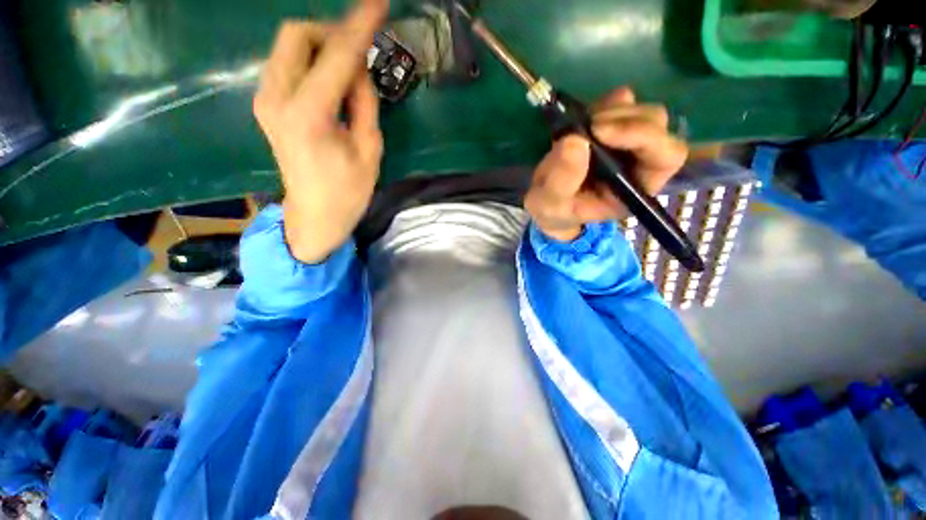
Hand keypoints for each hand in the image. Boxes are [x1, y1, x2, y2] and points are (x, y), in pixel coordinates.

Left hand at [254, 0, 387, 263]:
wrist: (314, 216)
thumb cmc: (348, 192)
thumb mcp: (370, 150)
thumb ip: (364, 103)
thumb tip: (360, 71)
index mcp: (309, 114)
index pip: (337, 55)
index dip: (359, 27)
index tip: (379, 4)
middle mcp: (277, 98)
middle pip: (297, 34)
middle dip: (332, 32)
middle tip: (360, 50)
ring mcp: (266, 100)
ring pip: (289, 47)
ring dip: (321, 47)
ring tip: (349, 70)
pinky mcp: (267, 105)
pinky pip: (287, 65)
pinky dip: (311, 62)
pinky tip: (331, 81)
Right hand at [524, 88, 688, 241]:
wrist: (547, 201)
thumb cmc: (554, 209)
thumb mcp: (550, 204)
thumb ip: (562, 180)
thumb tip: (576, 140)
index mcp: (635, 189)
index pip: (666, 158)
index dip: (642, 136)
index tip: (598, 131)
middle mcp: (641, 164)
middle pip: (658, 126)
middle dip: (623, 120)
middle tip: (586, 127)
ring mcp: (629, 143)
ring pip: (642, 111)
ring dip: (611, 111)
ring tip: (578, 128)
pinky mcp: (615, 127)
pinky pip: (623, 102)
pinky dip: (603, 104)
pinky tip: (582, 120)